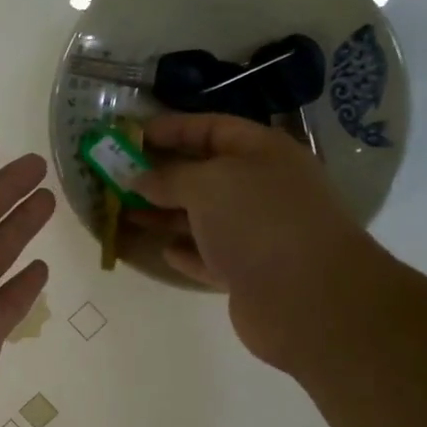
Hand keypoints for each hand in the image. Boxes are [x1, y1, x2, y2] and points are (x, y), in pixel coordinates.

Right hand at [132, 114, 384, 375]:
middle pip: (206, 174)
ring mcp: (259, 233)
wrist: (308, 298)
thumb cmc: (259, 221)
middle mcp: (263, 189)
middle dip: (163, 174)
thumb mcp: (207, 184)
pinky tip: (162, 250)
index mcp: (263, 153)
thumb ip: (168, 177)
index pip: (213, 128)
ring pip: (204, 218)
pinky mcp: (250, 273)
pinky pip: (210, 256)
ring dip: (166, 214)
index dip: (173, 128)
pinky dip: (187, 252)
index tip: (133, 134)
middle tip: (119, 176)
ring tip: (126, 213)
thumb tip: (139, 179)